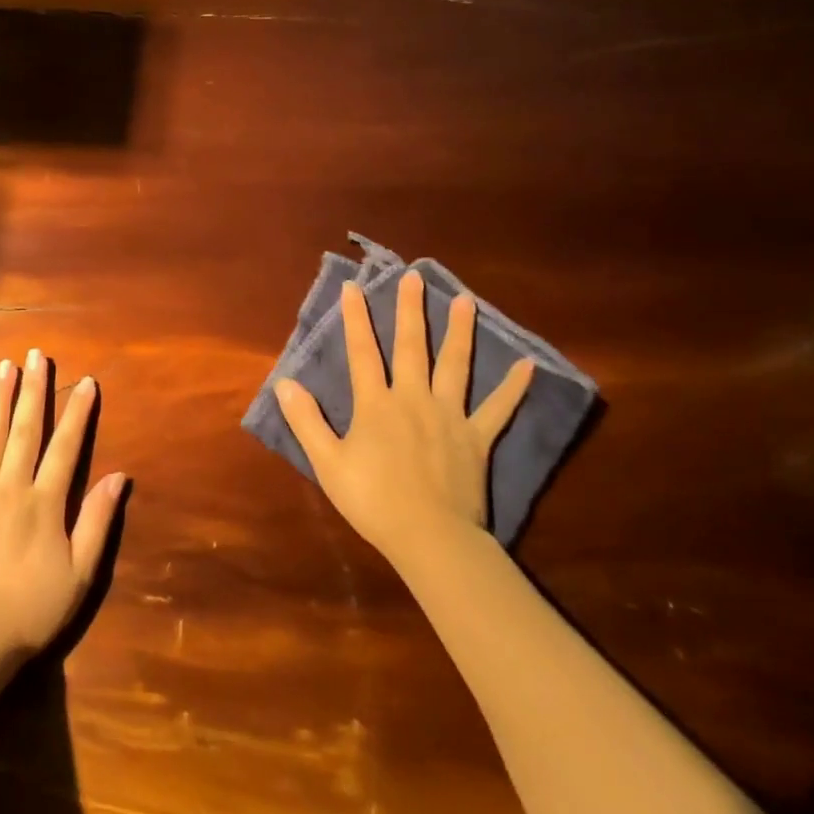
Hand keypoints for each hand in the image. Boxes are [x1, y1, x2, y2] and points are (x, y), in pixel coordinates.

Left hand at [0, 351, 126, 669]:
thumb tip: (119, 476)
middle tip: (37, 354)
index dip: (78, 412)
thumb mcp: (80, 574)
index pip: (66, 447)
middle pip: (25, 430)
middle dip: (34, 390)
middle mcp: (11, 487)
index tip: (86, 381)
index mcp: (45, 503)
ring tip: (4, 366)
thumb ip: (97, 521)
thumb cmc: (30, 611)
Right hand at [276, 272, 532, 572]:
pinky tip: (528, 366)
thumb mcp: (327, 462)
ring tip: (465, 301)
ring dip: (459, 332)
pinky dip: (513, 388)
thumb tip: (285, 383)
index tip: (354, 287)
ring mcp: (449, 416)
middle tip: (414, 277)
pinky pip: (498, 408)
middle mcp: (413, 398)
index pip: (363, 352)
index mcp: (376, 404)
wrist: (428, 536)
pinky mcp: (476, 438)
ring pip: (455, 365)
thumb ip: (306, 420)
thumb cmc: (372, 500)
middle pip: (411, 347)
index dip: (355, 318)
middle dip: (410, 310)